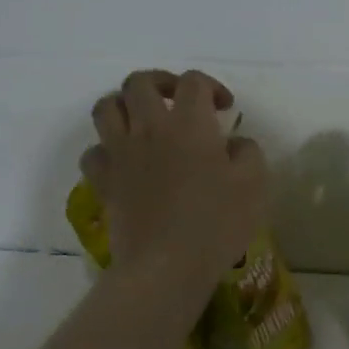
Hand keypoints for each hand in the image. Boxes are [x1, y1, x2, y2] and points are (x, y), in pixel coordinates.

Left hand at [83, 69, 267, 289]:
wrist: (166, 266)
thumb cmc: (216, 224)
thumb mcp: (255, 184)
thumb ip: (248, 152)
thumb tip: (235, 143)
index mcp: (189, 124)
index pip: (194, 82)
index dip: (211, 87)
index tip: (224, 109)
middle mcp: (149, 128)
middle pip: (140, 82)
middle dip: (161, 82)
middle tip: (178, 100)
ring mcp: (120, 154)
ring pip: (107, 107)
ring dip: (124, 105)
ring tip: (142, 120)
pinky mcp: (104, 182)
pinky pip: (93, 152)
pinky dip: (105, 149)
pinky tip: (122, 161)